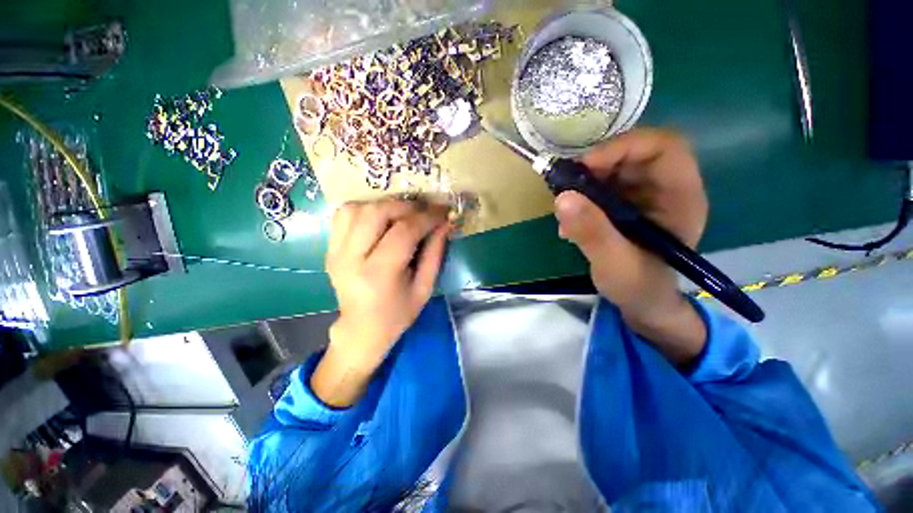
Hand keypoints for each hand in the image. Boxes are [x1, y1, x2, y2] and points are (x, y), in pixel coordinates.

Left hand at [312, 199, 450, 406]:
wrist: (361, 328)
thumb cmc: (398, 313)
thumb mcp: (425, 288)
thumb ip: (435, 253)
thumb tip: (444, 223)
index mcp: (379, 274)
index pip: (404, 232)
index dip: (426, 217)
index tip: (442, 211)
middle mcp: (351, 259)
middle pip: (376, 212)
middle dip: (405, 206)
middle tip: (423, 211)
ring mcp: (335, 252)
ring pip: (357, 208)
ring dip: (384, 205)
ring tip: (402, 215)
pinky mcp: (329, 249)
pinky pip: (343, 214)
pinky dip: (364, 209)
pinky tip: (379, 219)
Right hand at [554, 129, 708, 365]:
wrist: (641, 301)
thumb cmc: (637, 286)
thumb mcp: (614, 262)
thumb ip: (591, 232)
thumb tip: (562, 198)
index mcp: (680, 197)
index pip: (663, 148)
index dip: (624, 147)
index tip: (585, 166)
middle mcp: (665, 188)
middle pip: (634, 152)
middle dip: (596, 165)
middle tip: (566, 184)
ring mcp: (643, 194)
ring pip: (613, 167)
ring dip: (584, 182)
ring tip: (566, 208)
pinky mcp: (624, 203)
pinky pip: (600, 185)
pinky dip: (580, 196)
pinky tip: (570, 220)